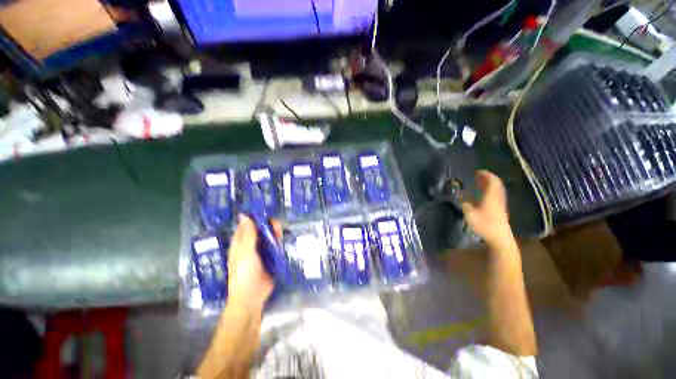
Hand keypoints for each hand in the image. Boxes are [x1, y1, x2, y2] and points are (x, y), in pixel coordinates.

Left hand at [227, 215, 280, 311]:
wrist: (252, 297)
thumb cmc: (244, 274)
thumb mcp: (245, 253)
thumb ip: (248, 235)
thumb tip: (244, 215)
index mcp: (240, 243)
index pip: (245, 226)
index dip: (252, 217)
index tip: (263, 208)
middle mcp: (250, 245)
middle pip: (259, 230)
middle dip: (267, 223)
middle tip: (275, 219)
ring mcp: (261, 251)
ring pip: (268, 236)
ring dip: (274, 231)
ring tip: (280, 226)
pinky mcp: (271, 257)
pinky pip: (275, 245)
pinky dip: (279, 239)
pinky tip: (283, 234)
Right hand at [461, 170, 511, 244]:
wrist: (499, 238)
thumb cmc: (484, 225)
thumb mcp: (470, 214)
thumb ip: (464, 203)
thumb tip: (459, 195)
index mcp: (491, 196)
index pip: (492, 181)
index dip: (486, 174)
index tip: (478, 171)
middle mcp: (497, 198)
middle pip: (496, 184)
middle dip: (488, 178)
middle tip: (478, 176)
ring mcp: (500, 204)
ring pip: (497, 190)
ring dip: (490, 184)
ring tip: (480, 183)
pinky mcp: (500, 209)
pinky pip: (496, 195)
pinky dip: (490, 191)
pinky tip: (483, 195)